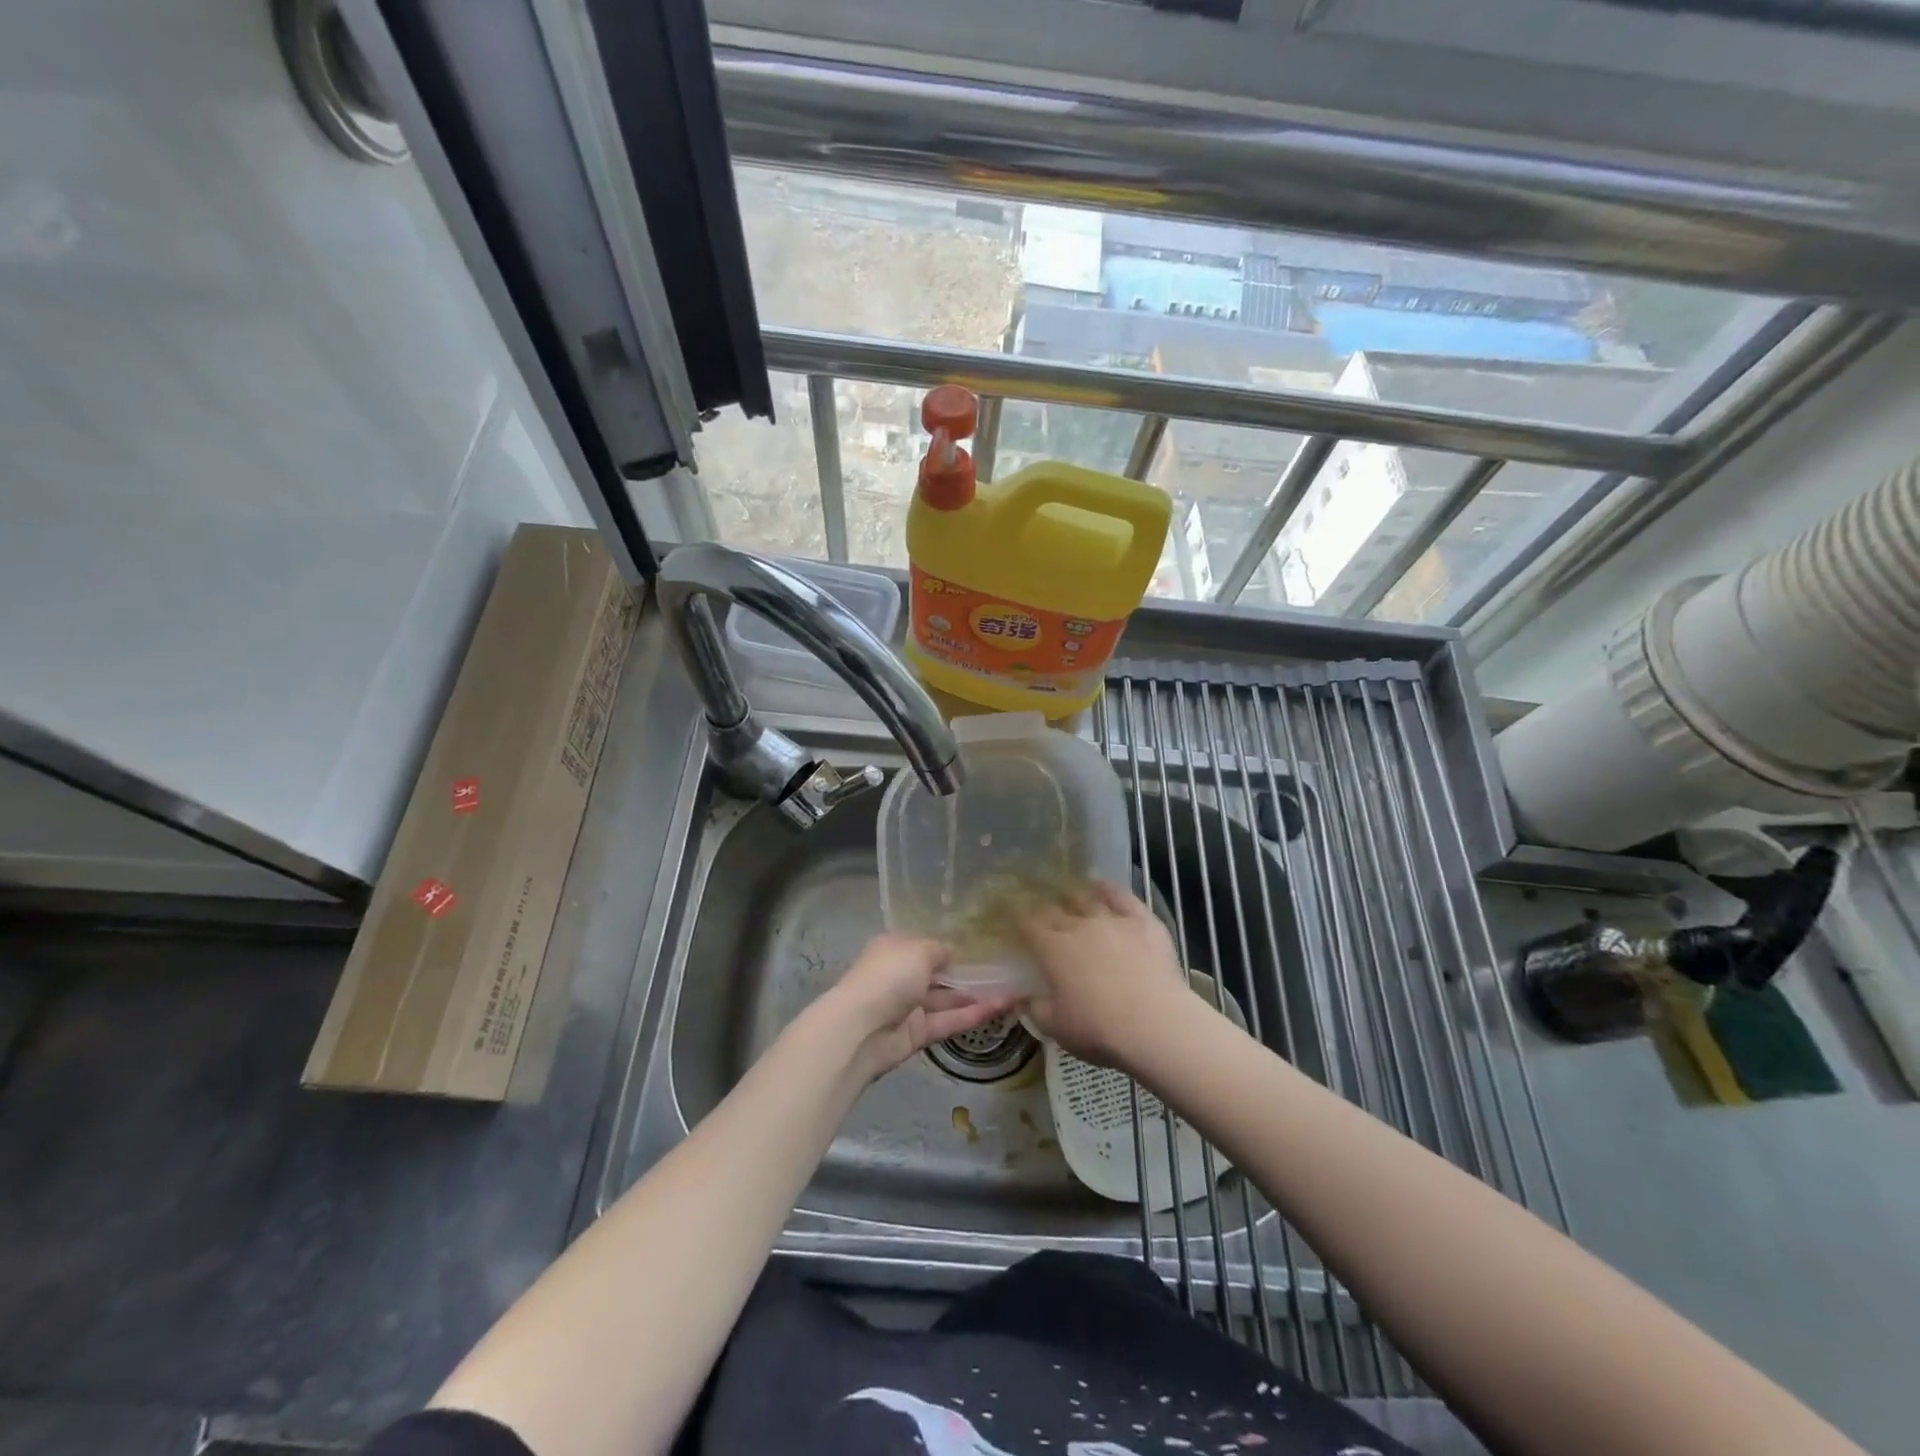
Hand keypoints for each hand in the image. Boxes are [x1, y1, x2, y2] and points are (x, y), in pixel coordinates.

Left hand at [814, 934, 1015, 1082]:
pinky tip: (999, 1008)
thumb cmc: (889, 976)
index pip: (926, 946)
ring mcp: (908, 1007)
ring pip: (946, 999)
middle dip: (967, 974)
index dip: (951, 948)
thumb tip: (953, 953)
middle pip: (938, 974)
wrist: (861, 1028)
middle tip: (1003, 971)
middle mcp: (901, 976)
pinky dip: (970, 1015)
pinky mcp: (917, 1034)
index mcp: (895, 949)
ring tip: (1011, 991)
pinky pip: (947, 1021)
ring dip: (976, 996)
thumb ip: (940, 950)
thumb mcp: (919, 950)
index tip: (981, 948)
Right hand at [1019, 880, 1190, 1069]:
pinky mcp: (1141, 922)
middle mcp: (1078, 926)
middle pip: (1055, 909)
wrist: (1154, 1023)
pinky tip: (1102, 885)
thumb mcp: (1056, 1028)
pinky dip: (1109, 889)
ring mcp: (1111, 920)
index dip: (1019, 918)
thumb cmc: (1099, 1029)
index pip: (1028, 924)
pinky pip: (1122, 897)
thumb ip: (1035, 1009)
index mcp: (1052, 949)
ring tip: (1070, 896)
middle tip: (1042, 911)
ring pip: (1087, 900)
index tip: (1014, 917)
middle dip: (1045, 908)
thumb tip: (1023, 999)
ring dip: (1075, 897)